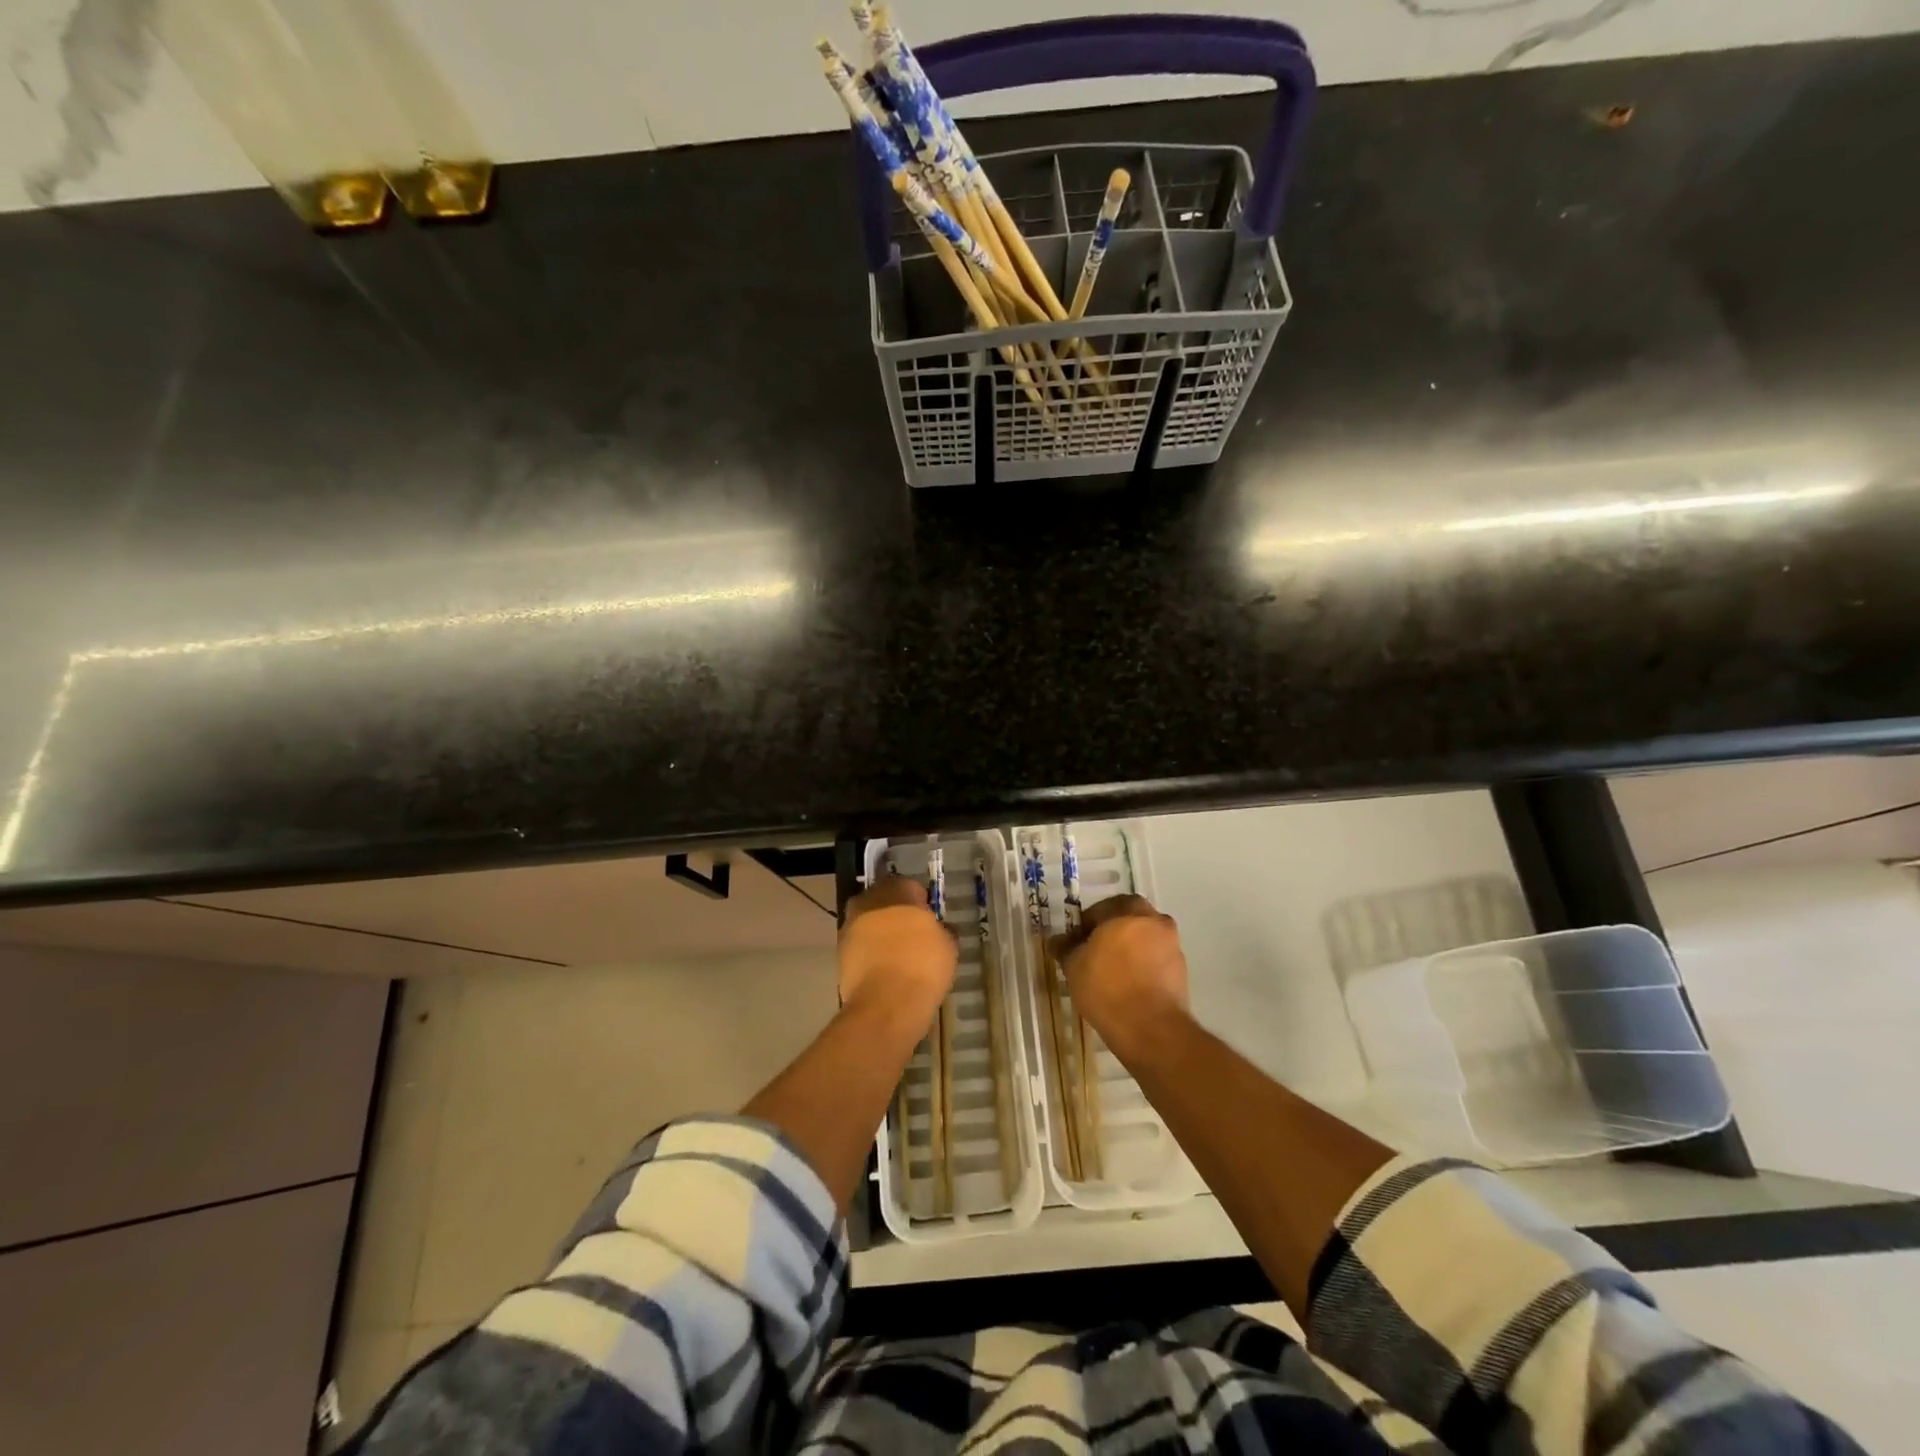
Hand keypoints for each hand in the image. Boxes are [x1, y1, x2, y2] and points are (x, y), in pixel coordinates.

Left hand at [838, 874, 955, 1032]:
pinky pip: (861, 947)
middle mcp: (868, 902)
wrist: (886, 1004)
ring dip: (880, 934)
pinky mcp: (840, 955)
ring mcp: (850, 928)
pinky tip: (886, 972)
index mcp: (896, 891)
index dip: (921, 901)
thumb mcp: (948, 945)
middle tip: (913, 934)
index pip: (909, 885)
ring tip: (899, 956)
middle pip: (883, 901)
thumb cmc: (923, 965)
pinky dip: (870, 954)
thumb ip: (941, 930)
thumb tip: (937, 930)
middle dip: (895, 913)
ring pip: (869, 924)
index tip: (930, 918)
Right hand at [1055, 893, 1189, 1064]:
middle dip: (1112, 930)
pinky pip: (1156, 960)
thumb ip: (1066, 948)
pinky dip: (1143, 965)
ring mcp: (1172, 947)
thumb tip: (1058, 940)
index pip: (1102, 908)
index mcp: (1129, 912)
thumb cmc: (1107, 989)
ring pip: (1146, 938)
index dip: (1085, 924)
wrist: (1151, 1029)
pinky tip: (1128, 985)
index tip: (1075, 942)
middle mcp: (1155, 922)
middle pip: (1130, 918)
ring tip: (1111, 970)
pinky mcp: (1181, 972)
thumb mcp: (1074, 967)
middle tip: (1094, 951)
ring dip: (1130, 947)